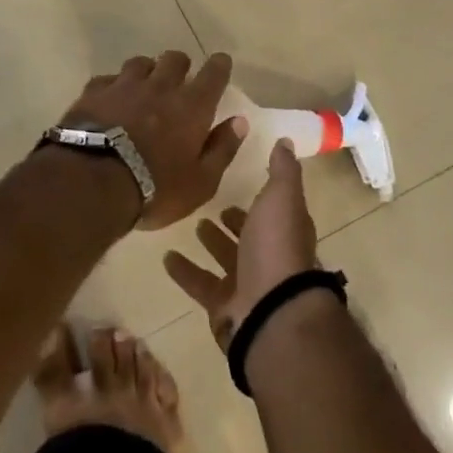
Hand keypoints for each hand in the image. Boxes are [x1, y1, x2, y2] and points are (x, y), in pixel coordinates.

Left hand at [61, 51, 246, 229]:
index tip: (221, 63)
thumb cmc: (155, 188)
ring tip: (144, 87)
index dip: (219, 65)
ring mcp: (124, 86)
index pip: (214, 73)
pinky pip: (108, 79)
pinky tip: (111, 100)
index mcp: (192, 106)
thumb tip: (239, 122)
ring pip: (140, 63)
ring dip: (147, 71)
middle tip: (179, 80)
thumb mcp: (201, 182)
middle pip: (175, 59)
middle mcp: (161, 87)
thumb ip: (222, 149)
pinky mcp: (94, 93)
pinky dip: (114, 86)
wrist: (92, 183)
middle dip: (180, 65)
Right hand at [163, 139, 317, 347]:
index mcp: (285, 230)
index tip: (242, 181)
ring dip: (212, 243)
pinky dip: (185, 272)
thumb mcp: (281, 197)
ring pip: (226, 259)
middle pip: (250, 236)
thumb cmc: (276, 246)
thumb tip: (286, 141)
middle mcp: (269, 256)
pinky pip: (201, 284)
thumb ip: (282, 170)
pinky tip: (166, 258)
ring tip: (193, 224)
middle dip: (235, 221)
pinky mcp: (223, 306)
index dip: (261, 198)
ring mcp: (247, 284)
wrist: (270, 311)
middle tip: (214, 206)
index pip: (274, 210)